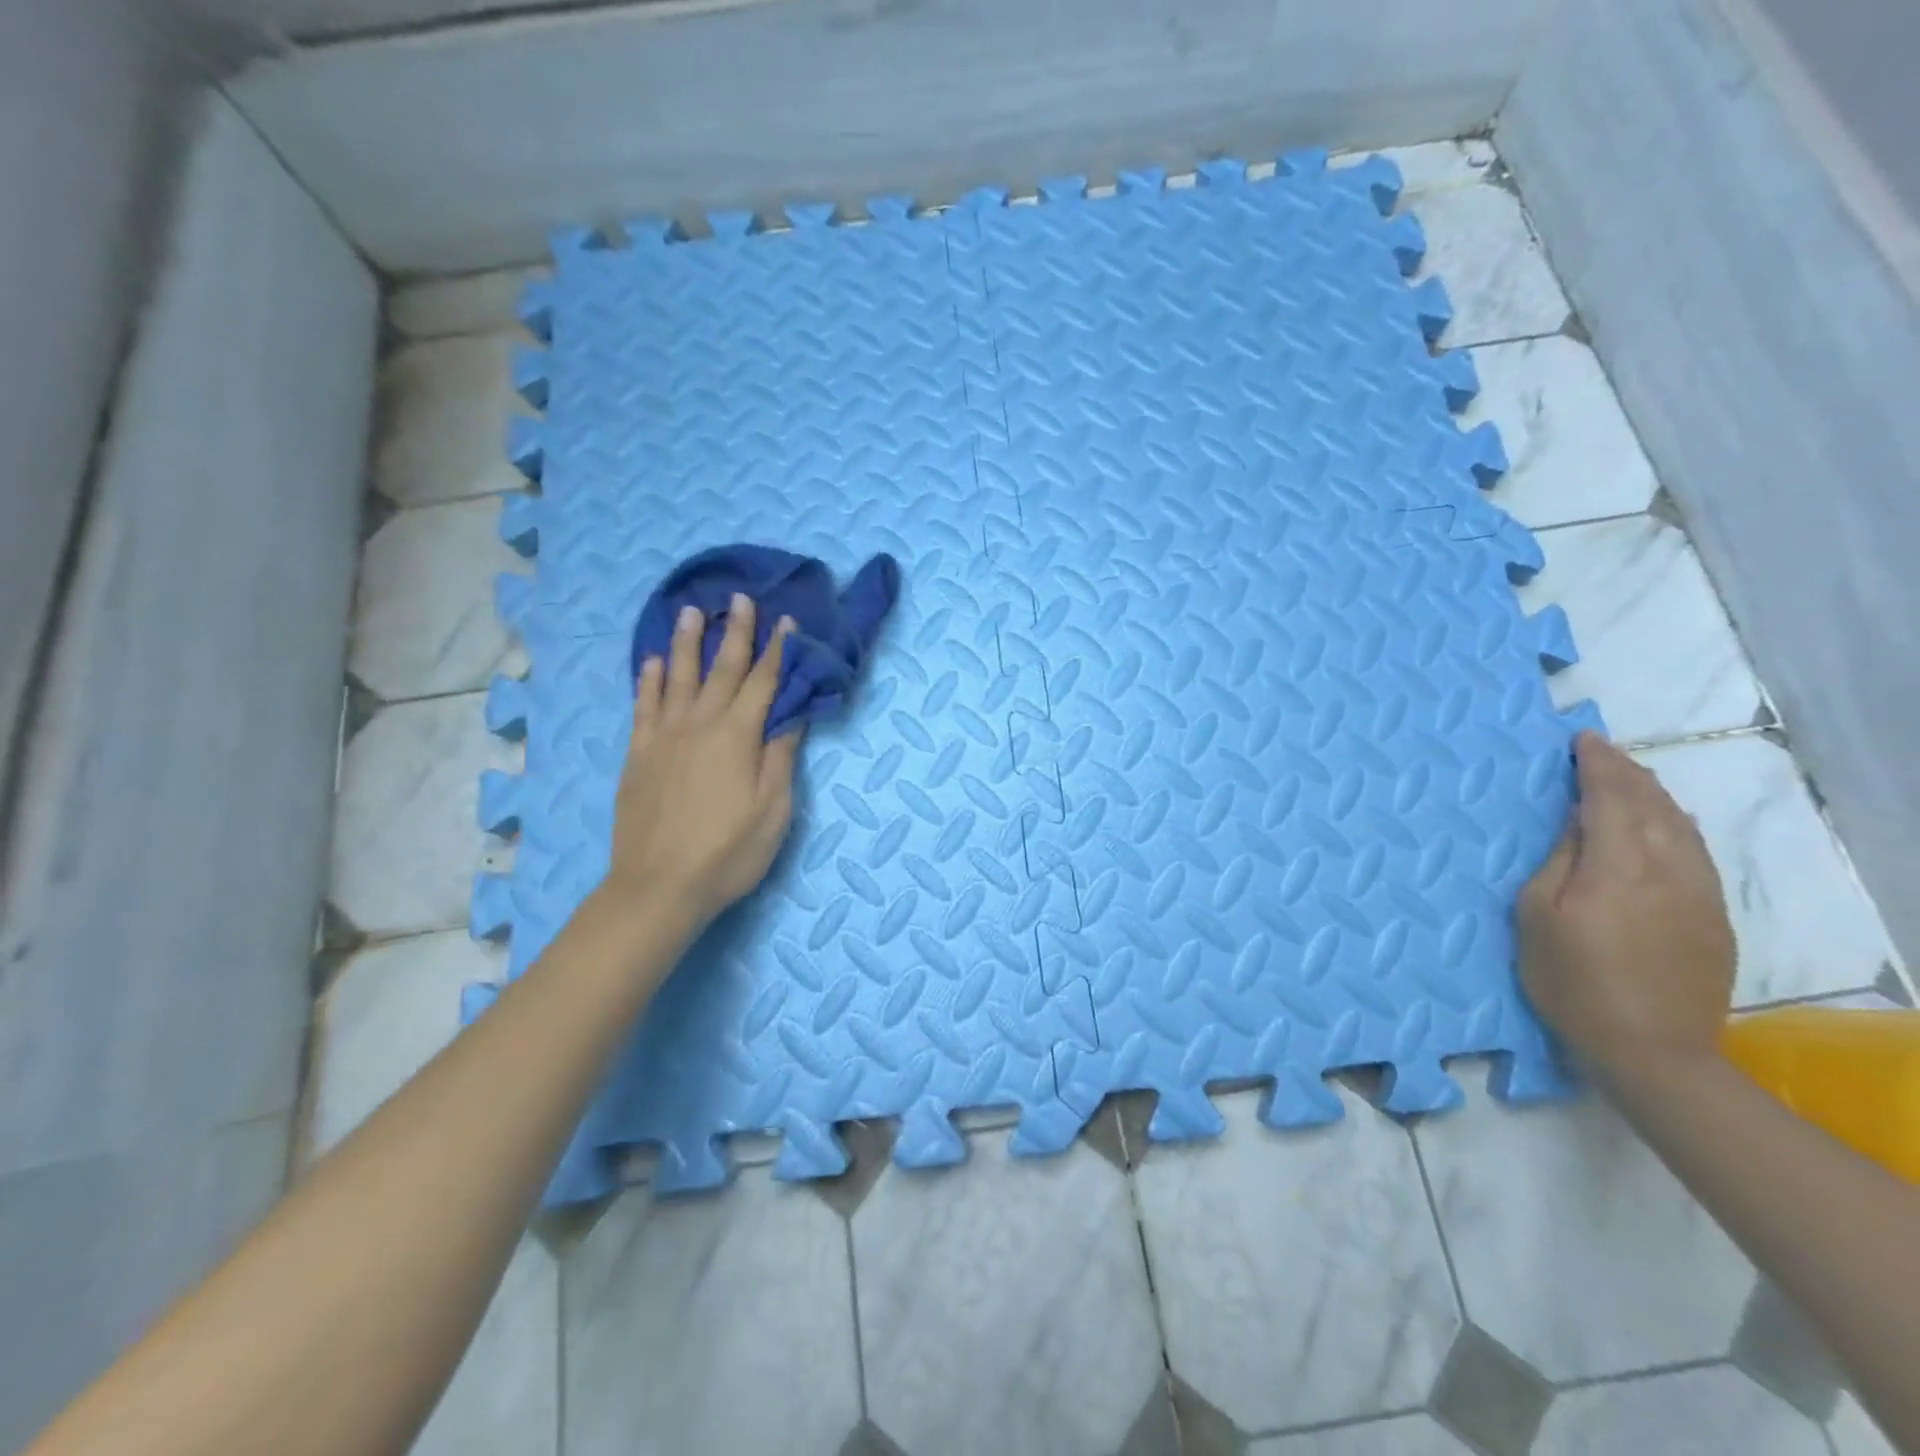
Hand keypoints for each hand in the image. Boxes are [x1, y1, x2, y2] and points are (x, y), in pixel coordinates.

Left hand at [600, 595, 801, 936]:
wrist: (658, 886)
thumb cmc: (728, 852)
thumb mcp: (773, 811)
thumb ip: (781, 757)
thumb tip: (793, 715)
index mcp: (738, 736)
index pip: (763, 682)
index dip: (777, 650)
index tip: (786, 621)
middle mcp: (700, 724)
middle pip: (721, 669)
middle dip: (735, 632)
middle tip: (740, 598)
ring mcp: (663, 736)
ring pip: (676, 677)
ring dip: (686, 642)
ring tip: (690, 611)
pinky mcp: (638, 754)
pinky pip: (643, 705)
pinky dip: (647, 680)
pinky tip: (650, 662)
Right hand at [1517, 732, 1735, 1085]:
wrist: (1652, 1050)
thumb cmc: (1571, 981)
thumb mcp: (1537, 917)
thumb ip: (1560, 861)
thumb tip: (1579, 822)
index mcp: (1618, 867)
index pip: (1611, 798)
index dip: (1597, 765)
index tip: (1582, 740)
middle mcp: (1668, 869)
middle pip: (1652, 805)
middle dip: (1626, 772)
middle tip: (1601, 751)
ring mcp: (1699, 893)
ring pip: (1681, 826)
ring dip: (1653, 794)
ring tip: (1629, 778)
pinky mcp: (1713, 916)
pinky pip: (1694, 851)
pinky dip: (1673, 824)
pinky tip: (1661, 823)